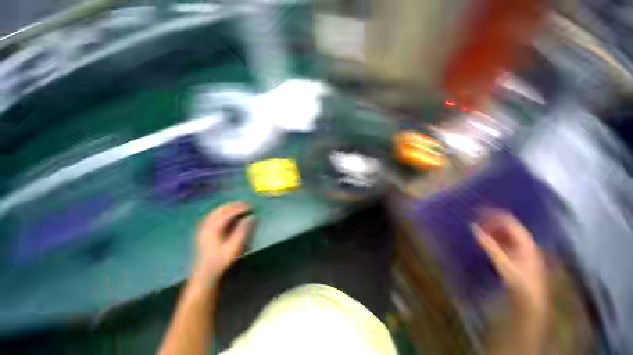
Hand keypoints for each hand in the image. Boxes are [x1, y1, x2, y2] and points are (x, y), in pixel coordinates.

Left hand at [192, 202, 254, 286]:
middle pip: (220, 210)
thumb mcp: (234, 247)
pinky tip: (226, 213)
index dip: (240, 208)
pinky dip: (221, 211)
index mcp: (214, 228)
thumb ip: (242, 231)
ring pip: (215, 212)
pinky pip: (212, 216)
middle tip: (246, 204)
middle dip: (234, 205)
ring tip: (238, 206)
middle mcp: (207, 225)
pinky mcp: (203, 231)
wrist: (204, 274)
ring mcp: (203, 228)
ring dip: (227, 207)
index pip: (228, 213)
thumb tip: (251, 217)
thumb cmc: (221, 261)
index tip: (250, 206)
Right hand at [472, 210, 546, 311]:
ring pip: (505, 232)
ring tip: (477, 229)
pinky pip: (504, 240)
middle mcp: (524, 241)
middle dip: (490, 221)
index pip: (508, 220)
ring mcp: (522, 248)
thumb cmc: (519, 280)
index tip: (476, 212)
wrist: (530, 300)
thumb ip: (488, 244)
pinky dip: (493, 237)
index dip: (492, 214)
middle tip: (474, 220)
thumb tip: (473, 227)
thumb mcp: (502, 262)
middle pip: (507, 225)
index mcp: (524, 240)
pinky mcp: (517, 254)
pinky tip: (484, 239)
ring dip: (491, 229)